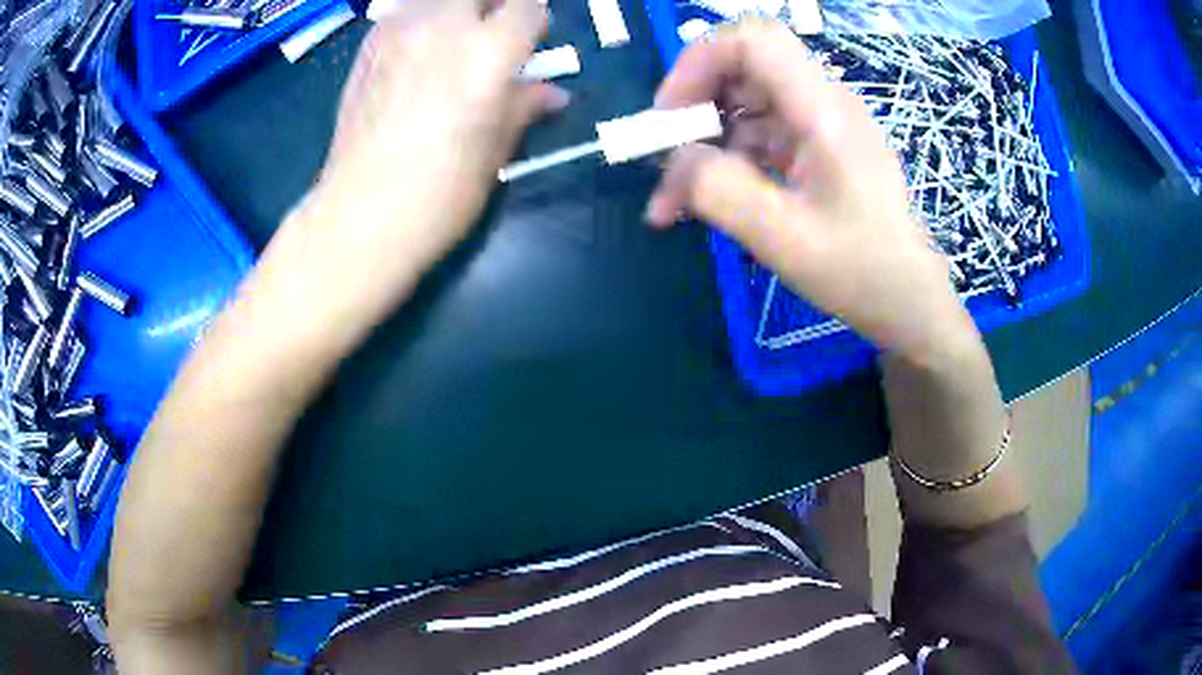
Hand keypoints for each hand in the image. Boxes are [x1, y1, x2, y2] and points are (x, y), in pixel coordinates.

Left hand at [278, 0, 567, 336]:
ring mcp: (399, 33)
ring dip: (455, 10)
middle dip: (495, 5)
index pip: (527, 7)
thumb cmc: (438, 195)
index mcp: (487, 53)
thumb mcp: (494, 152)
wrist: (359, 217)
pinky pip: (404, 13)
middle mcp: (443, 28)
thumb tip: (553, 94)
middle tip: (496, 31)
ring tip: (455, 39)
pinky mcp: (368, 48)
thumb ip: (523, 107)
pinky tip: (419, 49)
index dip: (534, 22)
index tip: (533, 40)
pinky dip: (420, 19)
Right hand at [648, 20, 976, 361]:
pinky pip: (758, 133)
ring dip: (704, 141)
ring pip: (744, 102)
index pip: (752, 41)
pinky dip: (726, 159)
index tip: (670, 116)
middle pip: (742, 66)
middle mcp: (823, 102)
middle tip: (665, 155)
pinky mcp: (815, 145)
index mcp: (824, 111)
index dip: (698, 63)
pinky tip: (705, 201)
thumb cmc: (860, 272)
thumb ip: (721, 192)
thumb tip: (673, 160)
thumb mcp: (785, 239)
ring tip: (674, 199)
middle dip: (694, 104)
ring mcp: (820, 123)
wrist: (907, 299)